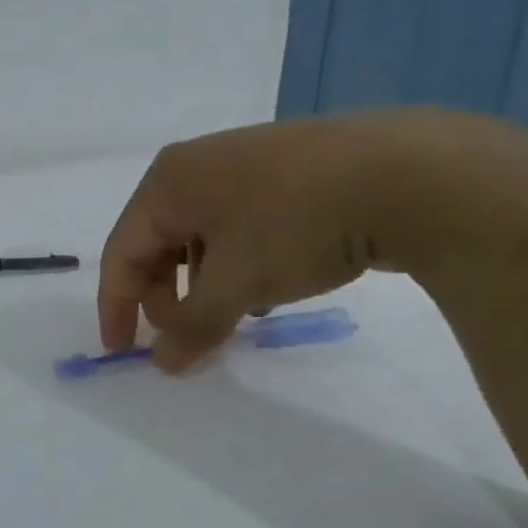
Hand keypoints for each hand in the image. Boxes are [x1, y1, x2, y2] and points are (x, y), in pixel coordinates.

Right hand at [98, 112, 473, 370]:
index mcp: (167, 182)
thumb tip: (162, 363)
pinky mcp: (288, 171)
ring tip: (230, 318)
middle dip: (167, 297)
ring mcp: (244, 164)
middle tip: (187, 337)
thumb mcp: (236, 283)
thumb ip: (191, 326)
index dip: (117, 306)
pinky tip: (269, 287)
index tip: (123, 353)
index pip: (122, 251)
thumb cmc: (295, 224)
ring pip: (202, 236)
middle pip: (159, 242)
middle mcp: (196, 166)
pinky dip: (239, 263)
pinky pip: (240, 225)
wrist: (410, 172)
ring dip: (205, 284)